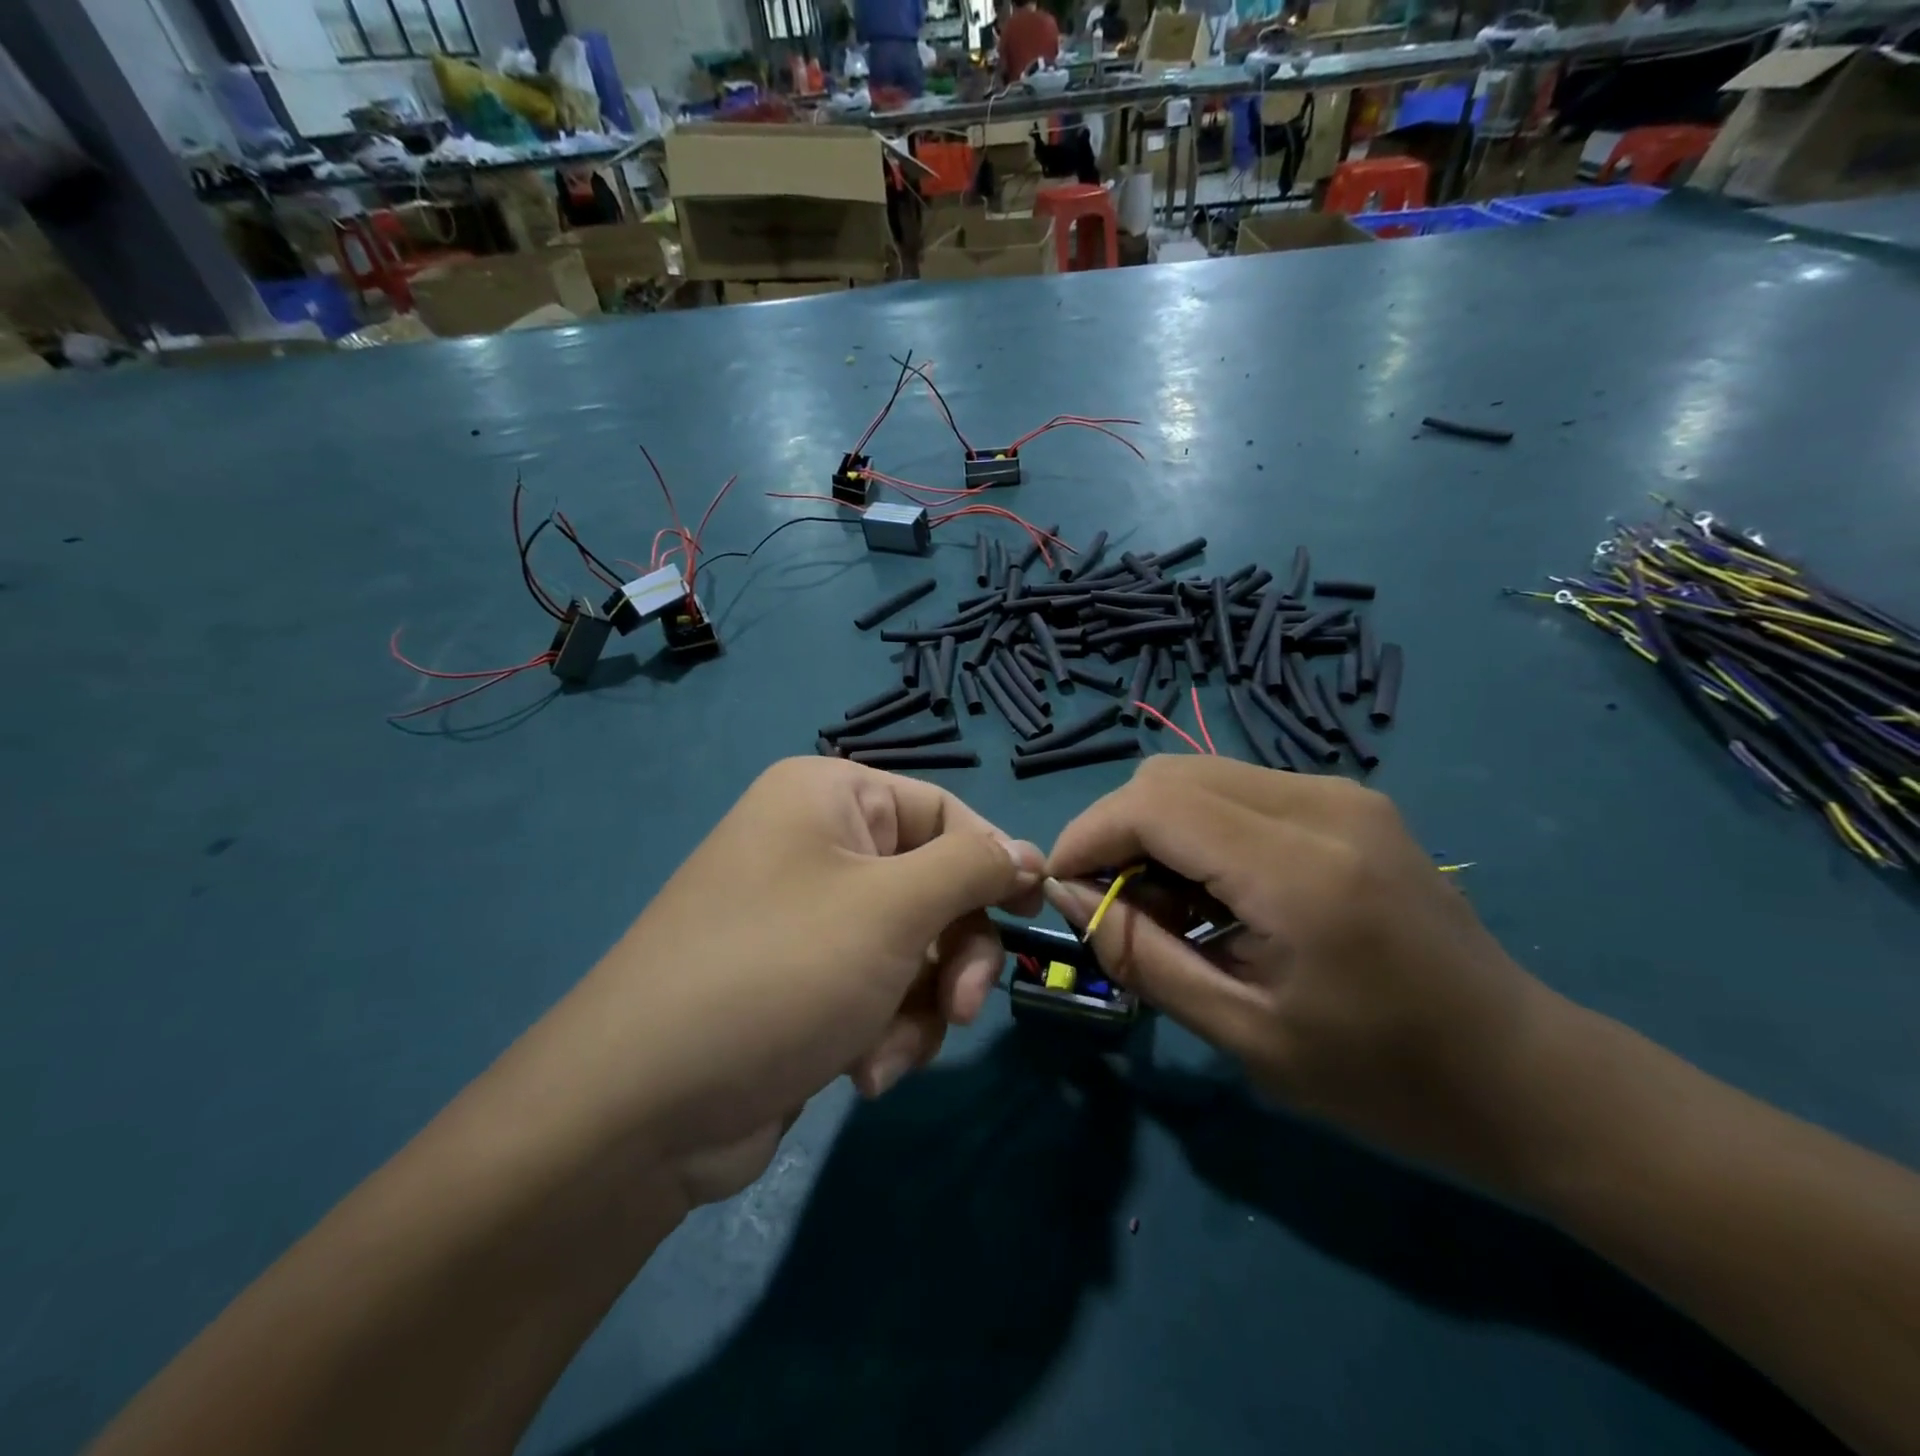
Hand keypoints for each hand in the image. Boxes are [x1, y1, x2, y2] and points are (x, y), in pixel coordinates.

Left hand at [521, 758, 1042, 1200]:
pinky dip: (887, 1032)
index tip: (1031, 914)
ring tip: (886, 1053)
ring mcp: (811, 918)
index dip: (992, 862)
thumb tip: (1031, 851)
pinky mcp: (807, 982)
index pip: (946, 811)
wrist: (643, 1109)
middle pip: (935, 885)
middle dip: (954, 954)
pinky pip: (882, 990)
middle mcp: (819, 846)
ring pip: (916, 949)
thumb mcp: (892, 909)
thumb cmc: (779, 972)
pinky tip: (861, 1073)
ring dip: (920, 1007)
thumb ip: (974, 870)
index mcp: (830, 798)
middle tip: (960, 1007)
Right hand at [1044, 757, 1565, 1184]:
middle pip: (1169, 775)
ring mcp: (1341, 794)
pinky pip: (1238, 789)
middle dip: (1118, 830)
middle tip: (1114, 903)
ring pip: (1198, 774)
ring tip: (1166, 905)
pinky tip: (1216, 891)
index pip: (1154, 805)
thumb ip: (1141, 954)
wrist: (1523, 1074)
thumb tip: (1066, 894)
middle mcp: (1321, 805)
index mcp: (1299, 870)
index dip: (1089, 836)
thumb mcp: (1243, 1034)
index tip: (1061, 888)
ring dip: (1157, 829)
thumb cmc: (1383, 1079)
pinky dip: (1199, 829)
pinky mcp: (1348, 801)